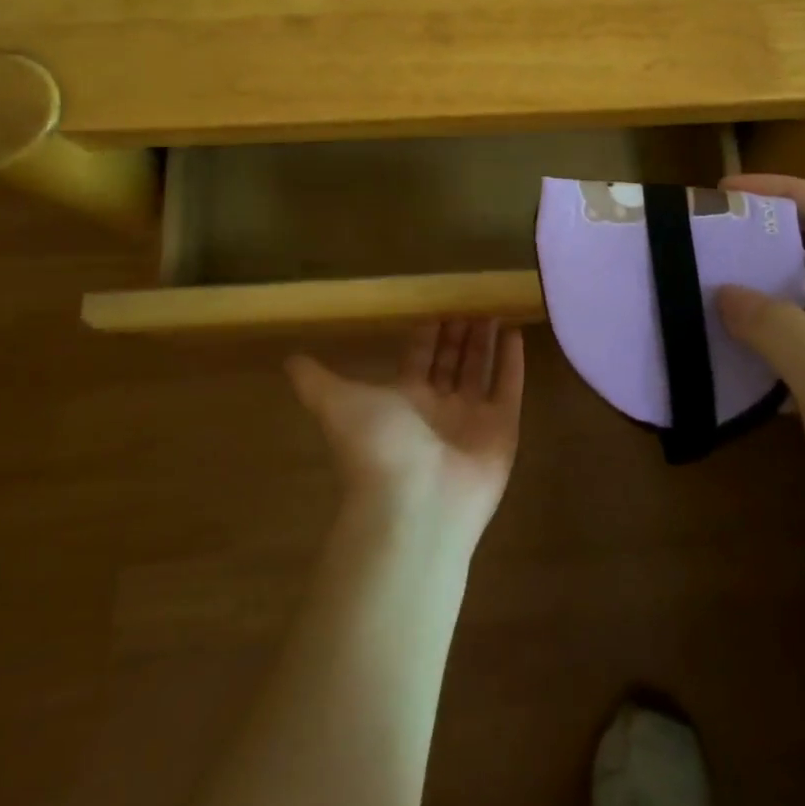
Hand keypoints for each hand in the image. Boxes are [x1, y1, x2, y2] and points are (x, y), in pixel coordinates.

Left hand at [287, 320, 523, 552]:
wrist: (413, 505)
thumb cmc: (376, 447)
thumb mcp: (336, 404)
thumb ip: (316, 381)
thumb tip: (288, 359)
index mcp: (403, 400)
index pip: (418, 357)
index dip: (427, 332)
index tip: (437, 306)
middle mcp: (437, 408)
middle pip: (451, 361)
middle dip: (459, 332)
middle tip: (470, 300)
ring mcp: (471, 419)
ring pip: (480, 370)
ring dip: (486, 341)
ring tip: (494, 309)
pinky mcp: (502, 430)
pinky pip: (508, 388)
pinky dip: (512, 362)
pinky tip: (516, 332)